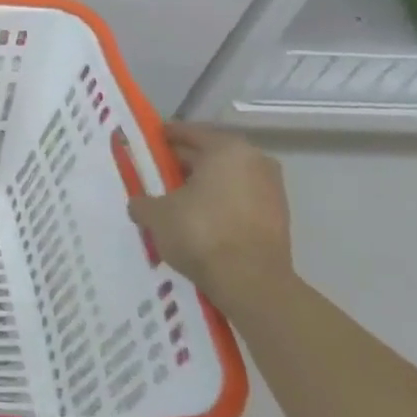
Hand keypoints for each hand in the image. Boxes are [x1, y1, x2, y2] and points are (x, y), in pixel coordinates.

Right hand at [128, 123, 293, 309]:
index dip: (163, 137)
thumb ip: (142, 202)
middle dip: (181, 164)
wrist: (252, 284)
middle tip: (154, 174)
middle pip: (209, 155)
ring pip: (225, 180)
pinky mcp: (277, 219)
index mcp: (226, 149)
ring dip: (201, 187)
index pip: (188, 133)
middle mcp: (254, 162)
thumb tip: (139, 204)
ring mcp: (271, 191)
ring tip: (173, 200)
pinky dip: (218, 205)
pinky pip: (238, 201)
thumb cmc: (201, 233)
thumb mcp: (156, 214)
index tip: (145, 143)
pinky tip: (196, 221)